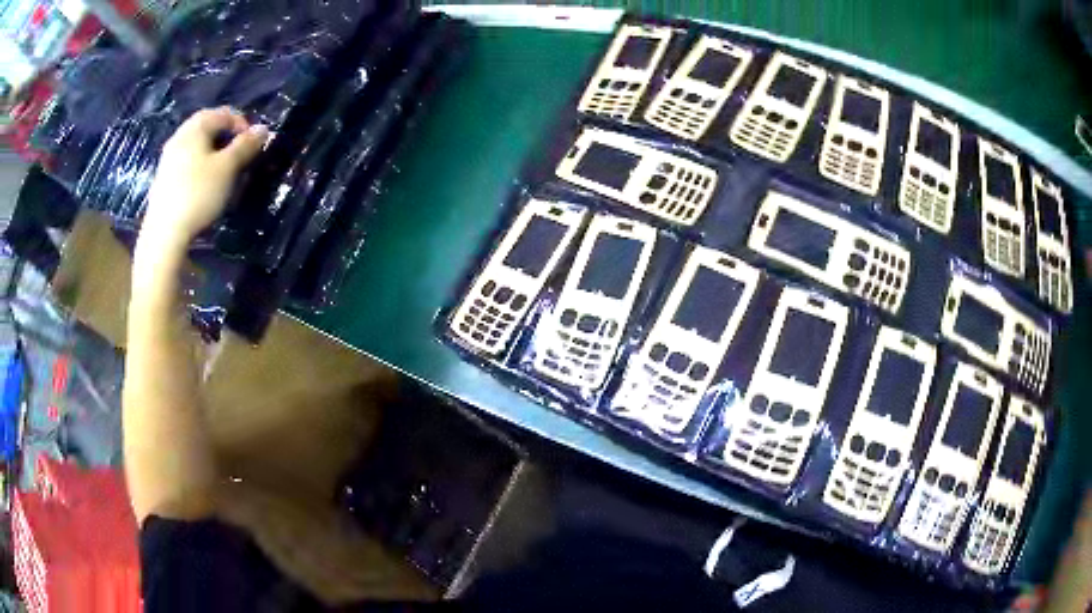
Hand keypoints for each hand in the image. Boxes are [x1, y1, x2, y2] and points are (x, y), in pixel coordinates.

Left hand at [140, 107, 268, 252]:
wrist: (164, 234)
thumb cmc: (198, 194)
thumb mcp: (227, 168)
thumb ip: (245, 146)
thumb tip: (263, 129)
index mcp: (195, 128)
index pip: (223, 113)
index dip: (242, 124)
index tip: (253, 144)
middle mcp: (179, 137)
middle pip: (207, 126)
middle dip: (226, 136)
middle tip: (240, 154)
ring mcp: (168, 158)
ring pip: (196, 145)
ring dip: (213, 151)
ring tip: (225, 169)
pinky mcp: (164, 179)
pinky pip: (187, 161)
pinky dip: (200, 164)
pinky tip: (205, 183)